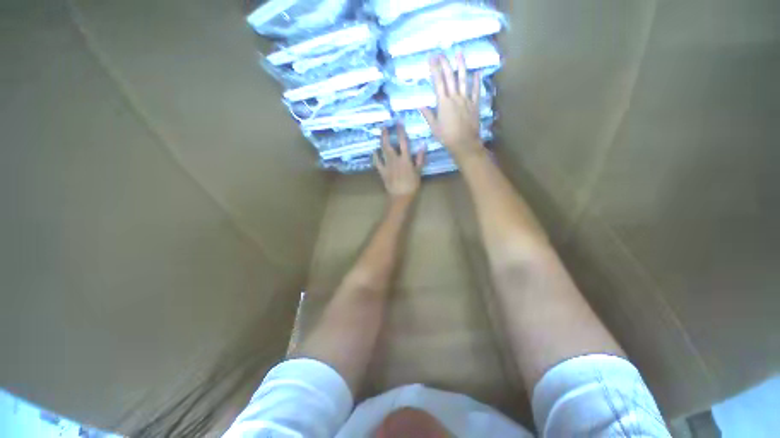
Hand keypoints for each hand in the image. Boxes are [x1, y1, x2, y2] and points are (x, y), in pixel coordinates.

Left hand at [374, 125, 424, 198]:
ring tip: (380, 135)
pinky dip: (375, 156)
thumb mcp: (419, 172)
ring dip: (380, 142)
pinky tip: (374, 151)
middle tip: (384, 126)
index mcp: (405, 159)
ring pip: (382, 151)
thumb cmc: (411, 185)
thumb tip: (423, 145)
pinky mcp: (382, 172)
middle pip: (388, 144)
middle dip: (385, 134)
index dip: (400, 131)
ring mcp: (387, 165)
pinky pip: (377, 162)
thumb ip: (420, 158)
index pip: (403, 142)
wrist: (400, 196)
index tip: (398, 122)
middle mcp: (395, 160)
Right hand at [420, 54, 485, 160]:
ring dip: (461, 66)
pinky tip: (477, 73)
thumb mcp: (434, 127)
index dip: (434, 69)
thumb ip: (428, 115)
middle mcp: (455, 97)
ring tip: (459, 53)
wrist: (464, 143)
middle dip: (445, 64)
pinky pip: (476, 91)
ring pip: (463, 80)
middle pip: (450, 77)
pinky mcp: (474, 105)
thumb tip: (420, 105)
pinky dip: (476, 82)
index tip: (432, 58)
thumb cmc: (447, 137)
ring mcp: (466, 100)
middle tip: (442, 53)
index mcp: (443, 103)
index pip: (438, 82)